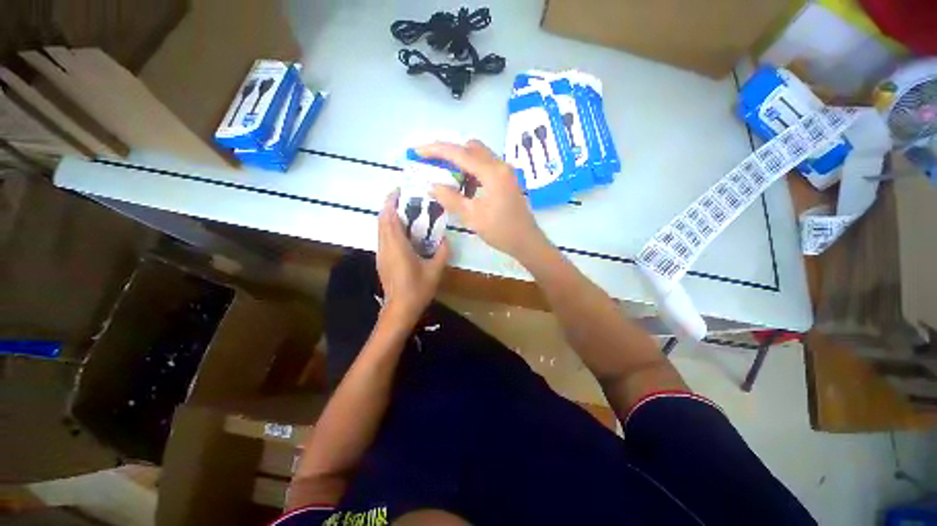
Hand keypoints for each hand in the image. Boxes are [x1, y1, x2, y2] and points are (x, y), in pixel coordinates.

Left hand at [377, 189, 449, 325]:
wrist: (400, 308)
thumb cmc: (418, 289)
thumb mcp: (436, 270)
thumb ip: (442, 252)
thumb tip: (445, 238)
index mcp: (397, 246)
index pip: (389, 217)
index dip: (391, 202)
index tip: (399, 191)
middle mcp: (385, 246)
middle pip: (382, 220)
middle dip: (390, 206)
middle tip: (405, 199)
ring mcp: (381, 254)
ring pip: (381, 229)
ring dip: (389, 217)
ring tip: (405, 212)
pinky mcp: (381, 260)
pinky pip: (383, 237)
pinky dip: (389, 228)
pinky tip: (402, 232)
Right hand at [419, 140, 549, 262]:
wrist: (526, 241)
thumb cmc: (501, 231)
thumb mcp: (472, 217)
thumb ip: (451, 199)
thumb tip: (432, 186)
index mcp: (492, 173)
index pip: (460, 153)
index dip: (436, 150)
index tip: (418, 151)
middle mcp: (500, 165)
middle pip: (471, 148)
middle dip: (449, 152)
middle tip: (433, 164)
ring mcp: (505, 171)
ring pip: (479, 156)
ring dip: (461, 162)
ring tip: (446, 177)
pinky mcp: (506, 179)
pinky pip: (485, 167)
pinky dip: (472, 171)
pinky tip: (465, 188)